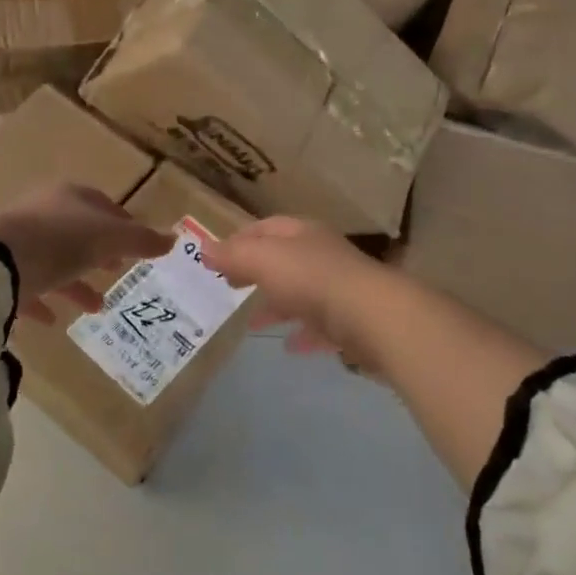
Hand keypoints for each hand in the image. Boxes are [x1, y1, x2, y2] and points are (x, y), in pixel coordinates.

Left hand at [0, 184, 172, 324]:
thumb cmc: (60, 241)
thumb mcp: (108, 239)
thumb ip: (141, 240)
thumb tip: (174, 238)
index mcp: (70, 198)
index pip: (102, 205)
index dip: (122, 223)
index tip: (137, 246)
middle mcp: (44, 212)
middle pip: (78, 232)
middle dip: (100, 253)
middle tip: (118, 272)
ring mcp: (20, 240)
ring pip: (55, 261)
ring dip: (77, 283)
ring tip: (97, 308)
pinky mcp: (1, 269)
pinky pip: (28, 285)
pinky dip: (43, 301)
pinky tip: (54, 322)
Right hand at [201, 217, 391, 357]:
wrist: (373, 317)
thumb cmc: (311, 278)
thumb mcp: (263, 259)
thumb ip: (233, 254)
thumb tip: (202, 247)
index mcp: (302, 233)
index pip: (265, 227)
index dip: (239, 239)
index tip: (216, 258)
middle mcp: (322, 256)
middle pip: (283, 259)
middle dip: (256, 271)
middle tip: (230, 286)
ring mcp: (339, 289)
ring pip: (301, 293)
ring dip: (277, 305)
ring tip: (252, 323)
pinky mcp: (351, 322)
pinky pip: (320, 326)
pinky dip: (302, 334)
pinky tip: (289, 347)